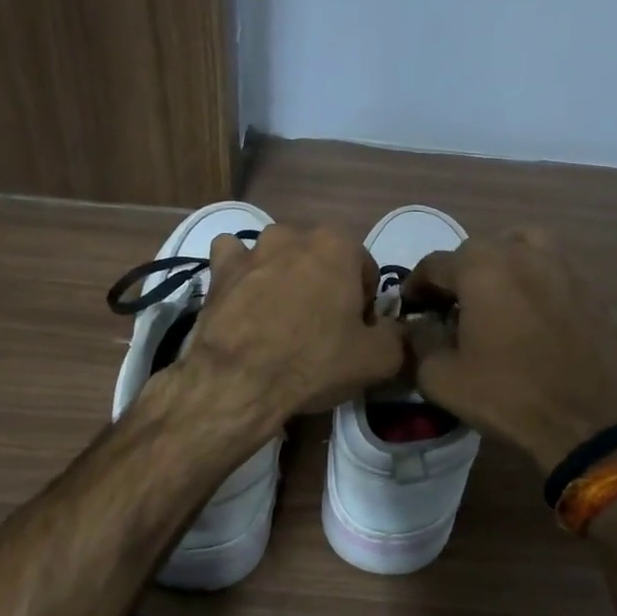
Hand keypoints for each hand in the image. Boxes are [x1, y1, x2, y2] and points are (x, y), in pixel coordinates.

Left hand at [183, 223, 403, 419]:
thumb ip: (397, 335)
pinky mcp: (219, 269)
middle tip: (320, 329)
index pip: (365, 270)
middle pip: (321, 260)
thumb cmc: (314, 361)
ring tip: (280, 319)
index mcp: (338, 245)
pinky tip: (243, 299)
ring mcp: (252, 248)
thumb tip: (393, 329)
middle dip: (325, 286)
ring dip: (284, 277)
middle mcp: (294, 234)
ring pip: (278, 256)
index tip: (355, 333)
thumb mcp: (379, 359)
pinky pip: (234, 260)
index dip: (364, 304)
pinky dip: (241, 273)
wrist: (239, 381)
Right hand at [403, 229, 616, 472]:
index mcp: (481, 267)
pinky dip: (531, 278)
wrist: (588, 422)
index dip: (415, 287)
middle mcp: (521, 252)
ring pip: (519, 247)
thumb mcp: (440, 377)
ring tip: (492, 297)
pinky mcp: (588, 287)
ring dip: (498, 265)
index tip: (410, 309)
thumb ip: (419, 340)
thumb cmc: (507, 397)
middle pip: (476, 251)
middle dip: (456, 276)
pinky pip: (549, 267)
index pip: (434, 265)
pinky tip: (527, 312)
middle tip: (448, 309)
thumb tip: (420, 324)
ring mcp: (561, 266)